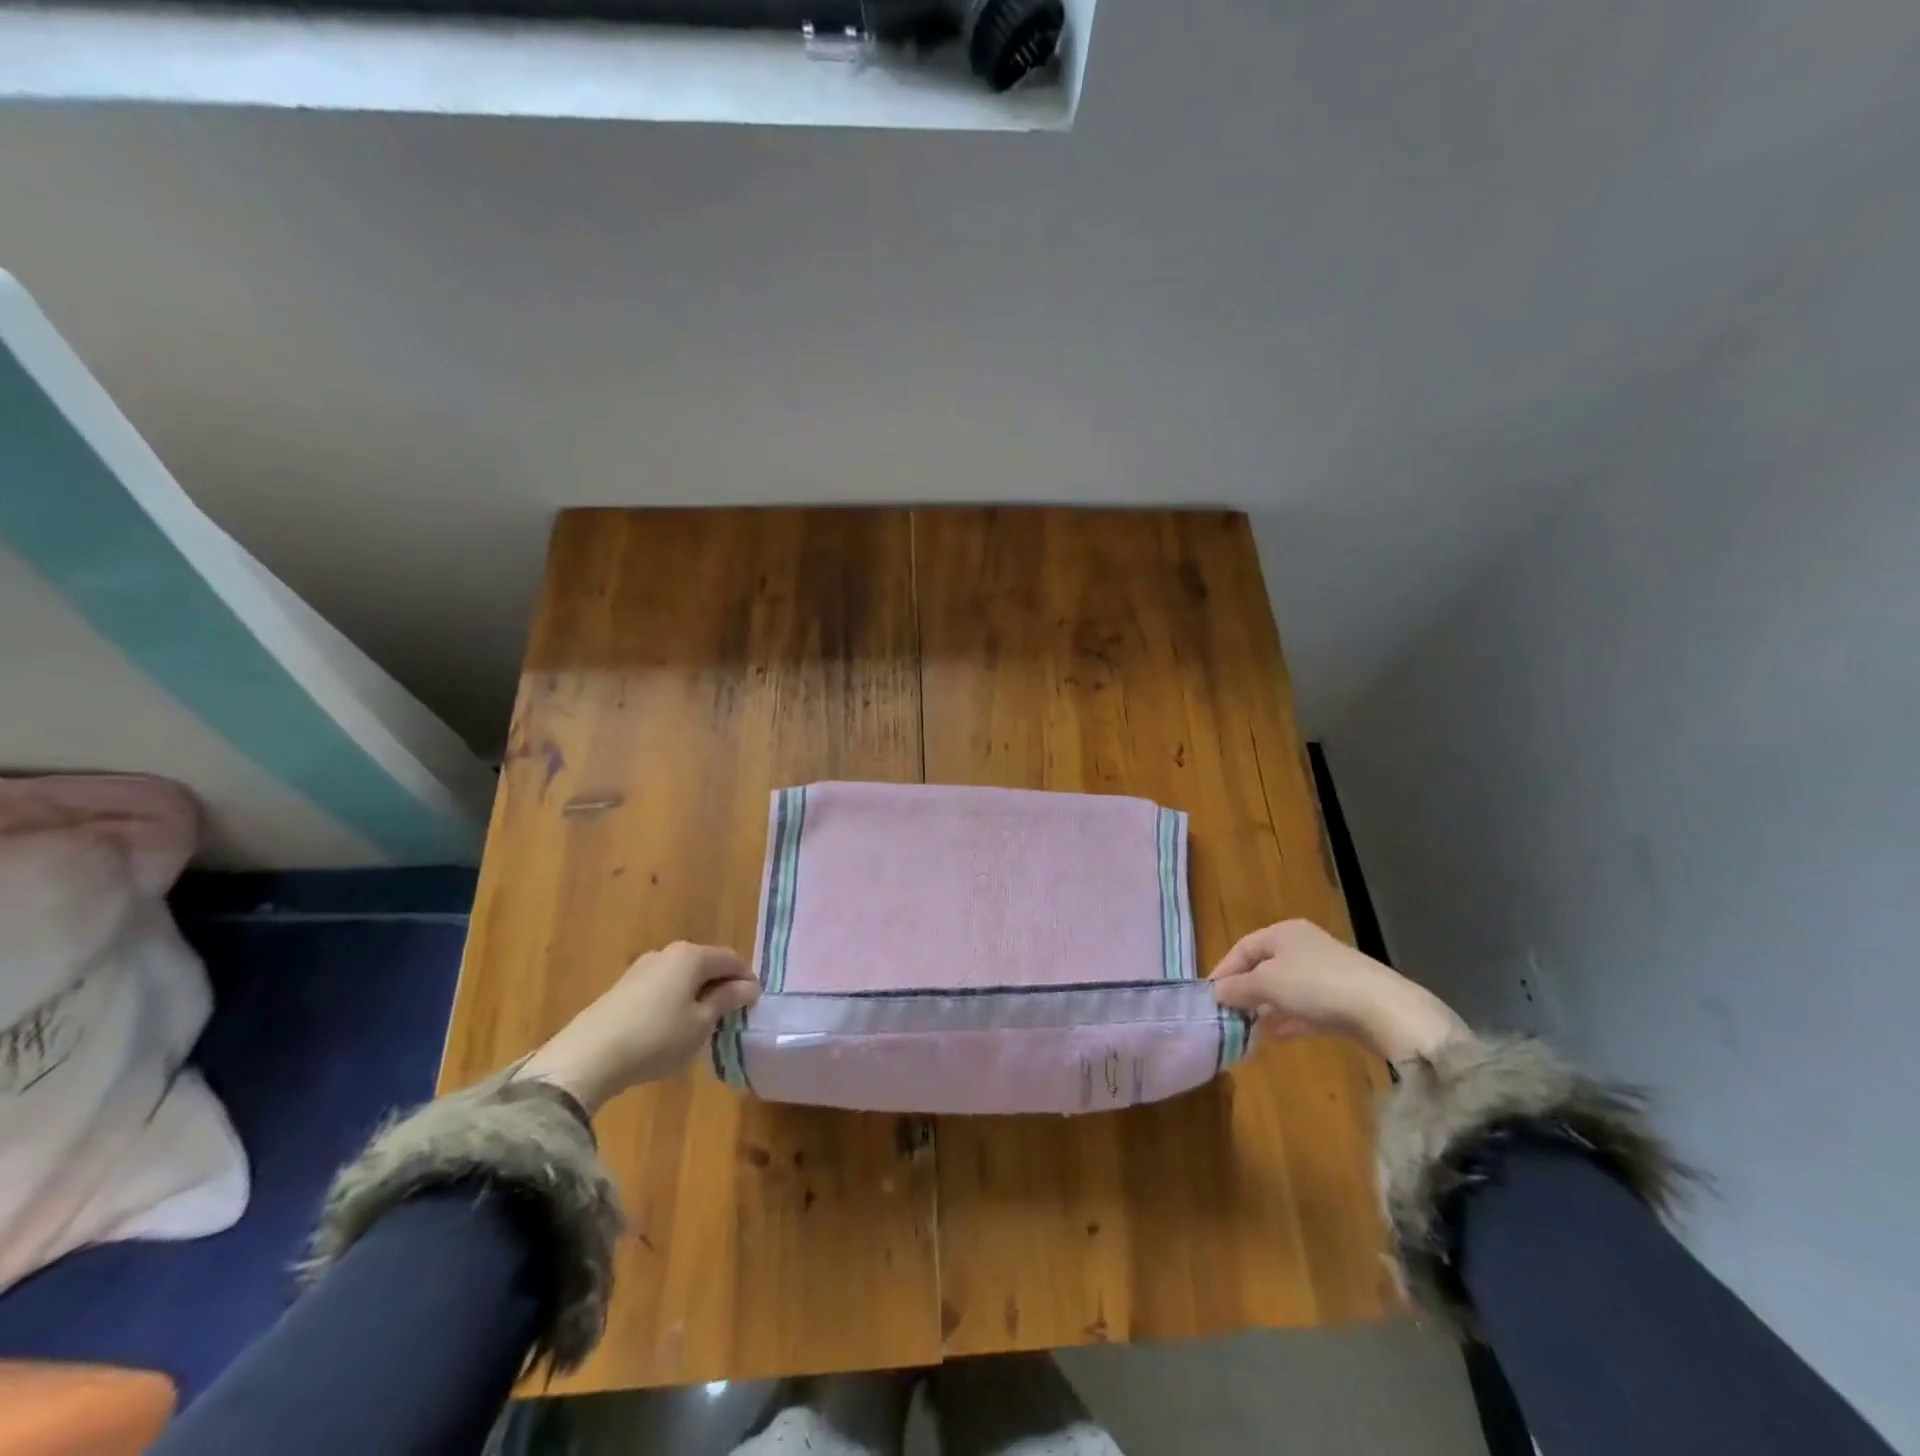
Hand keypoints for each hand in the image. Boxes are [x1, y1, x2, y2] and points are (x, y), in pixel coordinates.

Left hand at [518, 942, 759, 1114]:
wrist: (587, 1057)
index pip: (731, 959)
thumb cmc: (656, 1038)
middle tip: (731, 1015)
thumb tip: (749, 986)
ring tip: (701, 1024)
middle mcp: (667, 953)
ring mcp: (641, 968)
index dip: (746, 980)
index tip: (754, 1005)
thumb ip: (727, 1001)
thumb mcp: (701, 1024)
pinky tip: (670, 1028)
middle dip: (721, 986)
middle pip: (705, 964)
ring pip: (682, 976)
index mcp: (692, 956)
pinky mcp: (622, 988)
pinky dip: (674, 1001)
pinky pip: (661, 988)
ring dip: (697, 994)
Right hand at [1208, 920, 1468, 1063]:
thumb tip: (1216, 992)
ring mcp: (1326, 973)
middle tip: (1229, 1015)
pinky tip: (1277, 1036)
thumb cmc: (1315, 985)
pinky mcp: (1343, 999)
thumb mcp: (1267, 984)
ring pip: (1285, 989)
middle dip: (1246, 991)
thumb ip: (1237, 988)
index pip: (1243, 948)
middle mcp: (1303, 947)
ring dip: (1266, 1008)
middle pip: (1264, 967)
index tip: (1210, 997)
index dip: (1224, 971)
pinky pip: (1306, 1007)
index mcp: (1283, 933)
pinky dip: (1289, 1019)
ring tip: (1249, 1029)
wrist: (1383, 1010)